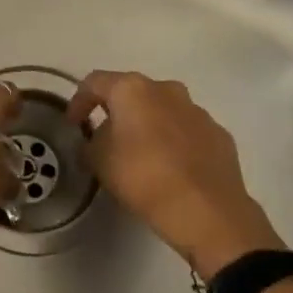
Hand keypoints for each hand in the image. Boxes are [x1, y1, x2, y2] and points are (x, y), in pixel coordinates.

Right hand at [66, 70, 284, 281]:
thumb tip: (101, 137)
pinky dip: (174, 142)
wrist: (206, 210)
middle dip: (117, 112)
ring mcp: (197, 111)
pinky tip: (170, 168)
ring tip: (141, 155)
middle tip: (107, 138)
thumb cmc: (143, 177)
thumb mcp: (99, 160)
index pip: (94, 82)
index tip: (74, 124)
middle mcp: (167, 90)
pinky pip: (187, 131)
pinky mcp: (218, 134)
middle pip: (133, 93)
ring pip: (163, 110)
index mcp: (133, 90)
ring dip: (148, 125)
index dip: (79, 101)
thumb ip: (93, 141)